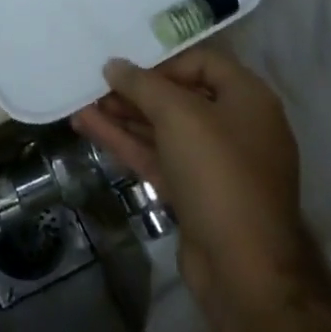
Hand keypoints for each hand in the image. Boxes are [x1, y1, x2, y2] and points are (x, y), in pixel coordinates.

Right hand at [72, 47, 324, 327]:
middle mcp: (235, 126)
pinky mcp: (194, 193)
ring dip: (124, 116)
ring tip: (82, 103)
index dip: (163, 61)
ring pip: (164, 130)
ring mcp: (214, 164)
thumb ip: (143, 84)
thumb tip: (114, 65)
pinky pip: (158, 156)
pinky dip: (126, 142)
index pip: (203, 62)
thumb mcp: (179, 116)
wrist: (243, 270)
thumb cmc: (218, 173)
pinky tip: (89, 127)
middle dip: (136, 91)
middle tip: (96, 84)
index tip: (127, 67)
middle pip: (180, 96)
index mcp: (248, 99)